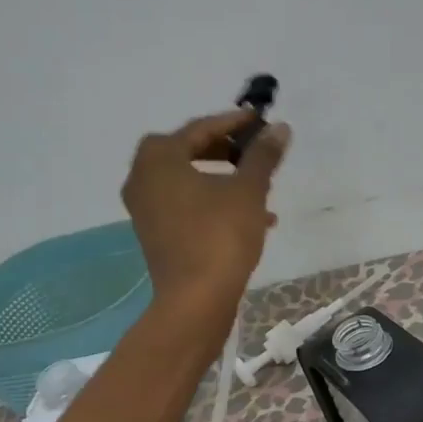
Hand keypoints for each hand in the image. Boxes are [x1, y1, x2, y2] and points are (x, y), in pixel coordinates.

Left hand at [121, 109, 289, 329]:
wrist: (196, 300)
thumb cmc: (220, 235)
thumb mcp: (248, 190)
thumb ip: (262, 155)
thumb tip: (279, 128)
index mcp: (159, 159)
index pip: (199, 128)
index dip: (233, 122)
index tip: (260, 121)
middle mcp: (143, 178)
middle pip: (188, 152)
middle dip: (225, 150)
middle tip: (253, 151)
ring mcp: (146, 209)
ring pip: (188, 181)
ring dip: (222, 179)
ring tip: (260, 187)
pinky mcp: (155, 234)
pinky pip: (186, 205)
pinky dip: (213, 203)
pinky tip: (252, 219)